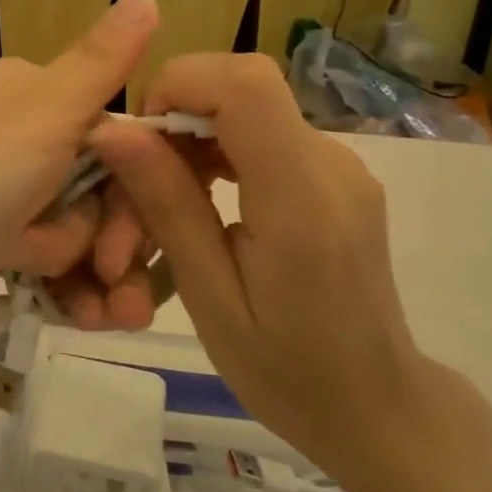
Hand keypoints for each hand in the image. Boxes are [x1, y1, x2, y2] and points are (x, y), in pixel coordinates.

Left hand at [0, 0, 161, 344]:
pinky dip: (51, 279)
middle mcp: (17, 132)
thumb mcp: (43, 117)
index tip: (130, 245)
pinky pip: (45, 254)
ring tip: (48, 288)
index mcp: (31, 91)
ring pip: (77, 227)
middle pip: (100, 187)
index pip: (116, 135)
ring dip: (72, 263)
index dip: (135, 194)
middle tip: (99, 277)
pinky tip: (44, 299)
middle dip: (100, 239)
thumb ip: (102, 61)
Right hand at [88, 53, 426, 468]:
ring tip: (166, 201)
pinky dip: (219, 149)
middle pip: (241, 87)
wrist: (378, 408)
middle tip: (140, 184)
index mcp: (301, 197)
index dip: (180, 84)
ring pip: (247, 107)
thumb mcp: (210, 296)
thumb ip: (168, 203)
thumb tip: (114, 130)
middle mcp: (330, 162)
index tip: (140, 139)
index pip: (244, 83)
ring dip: (192, 136)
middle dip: (175, 116)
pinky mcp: (335, 173)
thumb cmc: (288, 371)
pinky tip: (203, 200)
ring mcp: (340, 164)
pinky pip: (264, 132)